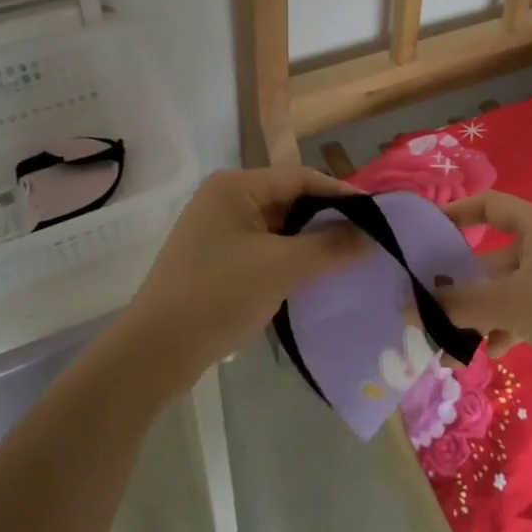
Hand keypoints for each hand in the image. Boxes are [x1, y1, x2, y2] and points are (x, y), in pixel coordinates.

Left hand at [120, 166, 366, 395]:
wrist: (154, 353)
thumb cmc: (220, 295)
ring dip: (309, 242)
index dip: (341, 194)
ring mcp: (216, 230)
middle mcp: (224, 198)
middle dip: (327, 219)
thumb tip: (373, 236)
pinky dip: (289, 258)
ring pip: (277, 227)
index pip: (301, 178)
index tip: (377, 215)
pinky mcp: (214, 259)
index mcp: (236, 186)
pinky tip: (312, 276)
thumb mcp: (283, 268)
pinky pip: (262, 248)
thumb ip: (331, 247)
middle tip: (366, 238)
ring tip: (346, 258)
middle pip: (289, 200)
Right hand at [439, 190, 531, 402]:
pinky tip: (493, 352)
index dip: (455, 215)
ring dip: (480, 314)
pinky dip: (506, 326)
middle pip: (492, 255)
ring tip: (451, 345)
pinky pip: (525, 309)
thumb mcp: (514, 306)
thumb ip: (460, 306)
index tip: (423, 237)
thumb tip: (410, 310)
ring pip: (506, 289)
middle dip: (460, 285)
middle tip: (426, 309)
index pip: (488, 205)